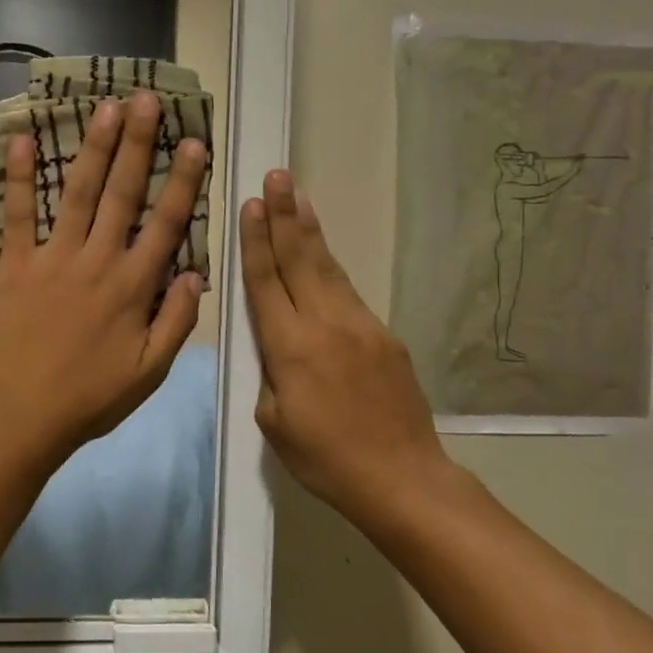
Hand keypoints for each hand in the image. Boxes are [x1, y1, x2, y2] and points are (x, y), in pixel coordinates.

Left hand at [0, 92, 207, 472]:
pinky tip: (24, 140)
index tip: (194, 142)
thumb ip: (176, 321)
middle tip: (147, 100)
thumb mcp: (149, 372)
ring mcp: (54, 259)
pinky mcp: (16, 265)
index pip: (166, 223)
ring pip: (79, 193)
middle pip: (123, 193)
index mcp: (133, 287)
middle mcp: (97, 261)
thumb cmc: (91, 397)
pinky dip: (20, 177)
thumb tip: (195, 272)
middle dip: (138, 144)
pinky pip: (18, 214)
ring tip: (106, 107)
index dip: (183, 181)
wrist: (22, 415)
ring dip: (93, 148)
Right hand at [240, 170, 450, 521]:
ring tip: (299, 198)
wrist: (400, 476)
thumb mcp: (273, 422)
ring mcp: (360, 325)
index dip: (257, 241)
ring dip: (310, 231)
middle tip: (277, 175)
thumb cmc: (325, 458)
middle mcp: (325, 324)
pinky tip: (322, 254)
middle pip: (300, 259)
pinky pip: (349, 292)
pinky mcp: (385, 335)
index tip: (252, 204)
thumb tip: (274, 344)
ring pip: (328, 268)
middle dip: (285, 215)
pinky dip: (331, 266)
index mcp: (290, 347)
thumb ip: (269, 373)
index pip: (266, 281)